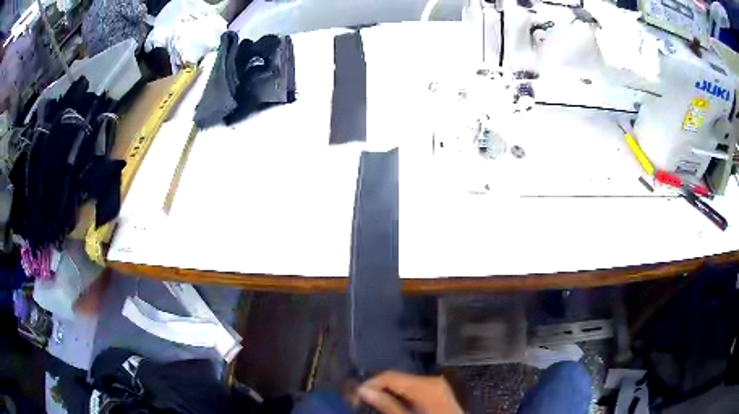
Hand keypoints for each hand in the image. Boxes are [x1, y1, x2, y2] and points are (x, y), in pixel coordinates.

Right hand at [358, 371, 462, 413]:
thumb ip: (386, 405)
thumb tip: (363, 389)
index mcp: (425, 384)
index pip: (389, 375)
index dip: (369, 384)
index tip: (354, 397)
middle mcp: (432, 379)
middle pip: (396, 378)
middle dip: (377, 388)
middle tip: (359, 401)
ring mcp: (437, 385)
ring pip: (403, 383)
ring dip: (387, 392)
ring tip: (372, 404)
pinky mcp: (438, 392)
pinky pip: (413, 388)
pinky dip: (400, 395)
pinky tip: (392, 405)